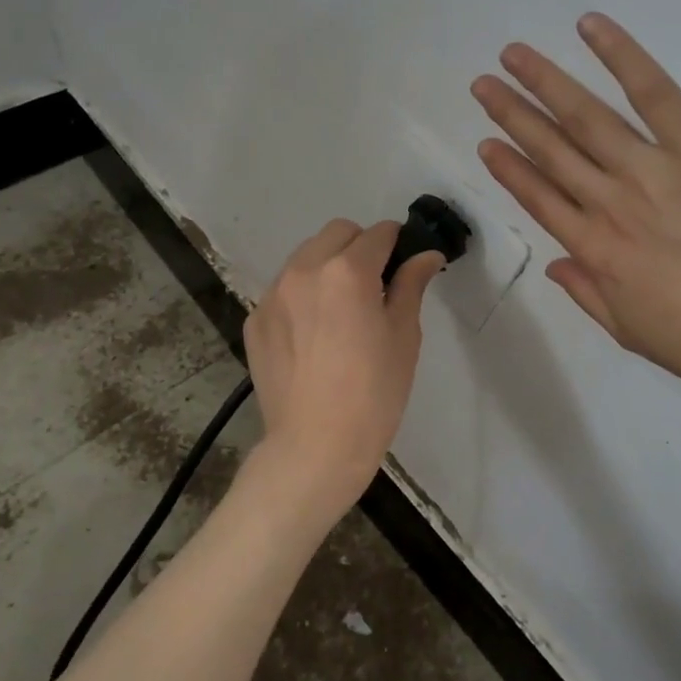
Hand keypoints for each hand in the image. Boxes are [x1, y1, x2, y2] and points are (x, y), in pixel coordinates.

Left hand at [243, 219, 442, 519]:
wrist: (315, 447)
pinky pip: (284, 289)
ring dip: (328, 267)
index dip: (397, 244)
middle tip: (374, 287)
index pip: (378, 233)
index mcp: (348, 271)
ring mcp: (273, 294)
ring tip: (340, 311)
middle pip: (337, 233)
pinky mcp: (255, 320)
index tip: (404, 265)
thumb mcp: (404, 336)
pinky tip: (313, 336)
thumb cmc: (374, 394)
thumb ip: (411, 285)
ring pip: (306, 257)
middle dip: (360, 247)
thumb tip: (426, 254)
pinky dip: (302, 296)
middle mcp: (304, 270)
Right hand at [471, 14, 680, 405]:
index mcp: (595, 250)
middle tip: (482, 85)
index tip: (486, 143)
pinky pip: (655, 93)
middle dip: (512, 115)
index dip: (509, 169)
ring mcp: (652, 170)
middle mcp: (610, 202)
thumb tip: (555, 265)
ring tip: (513, 54)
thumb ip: (588, 294)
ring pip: (587, 117)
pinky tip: (590, 28)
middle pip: (552, 150)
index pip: (539, 199)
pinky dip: (622, 57)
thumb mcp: (632, 332)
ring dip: (546, 83)